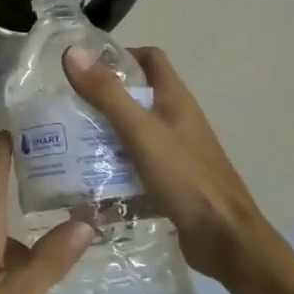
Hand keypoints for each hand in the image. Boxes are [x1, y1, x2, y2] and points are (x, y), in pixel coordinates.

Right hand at [63, 45, 273, 287]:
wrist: (226, 241)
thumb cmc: (186, 179)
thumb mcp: (141, 132)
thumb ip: (107, 94)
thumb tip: (73, 52)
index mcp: (175, 100)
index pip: (150, 59)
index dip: (120, 55)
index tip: (85, 67)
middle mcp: (176, 121)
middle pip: (136, 96)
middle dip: (101, 99)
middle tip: (66, 107)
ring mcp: (174, 152)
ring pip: (132, 132)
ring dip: (104, 135)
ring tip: (68, 142)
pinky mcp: (169, 181)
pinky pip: (134, 165)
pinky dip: (113, 168)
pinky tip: (88, 180)